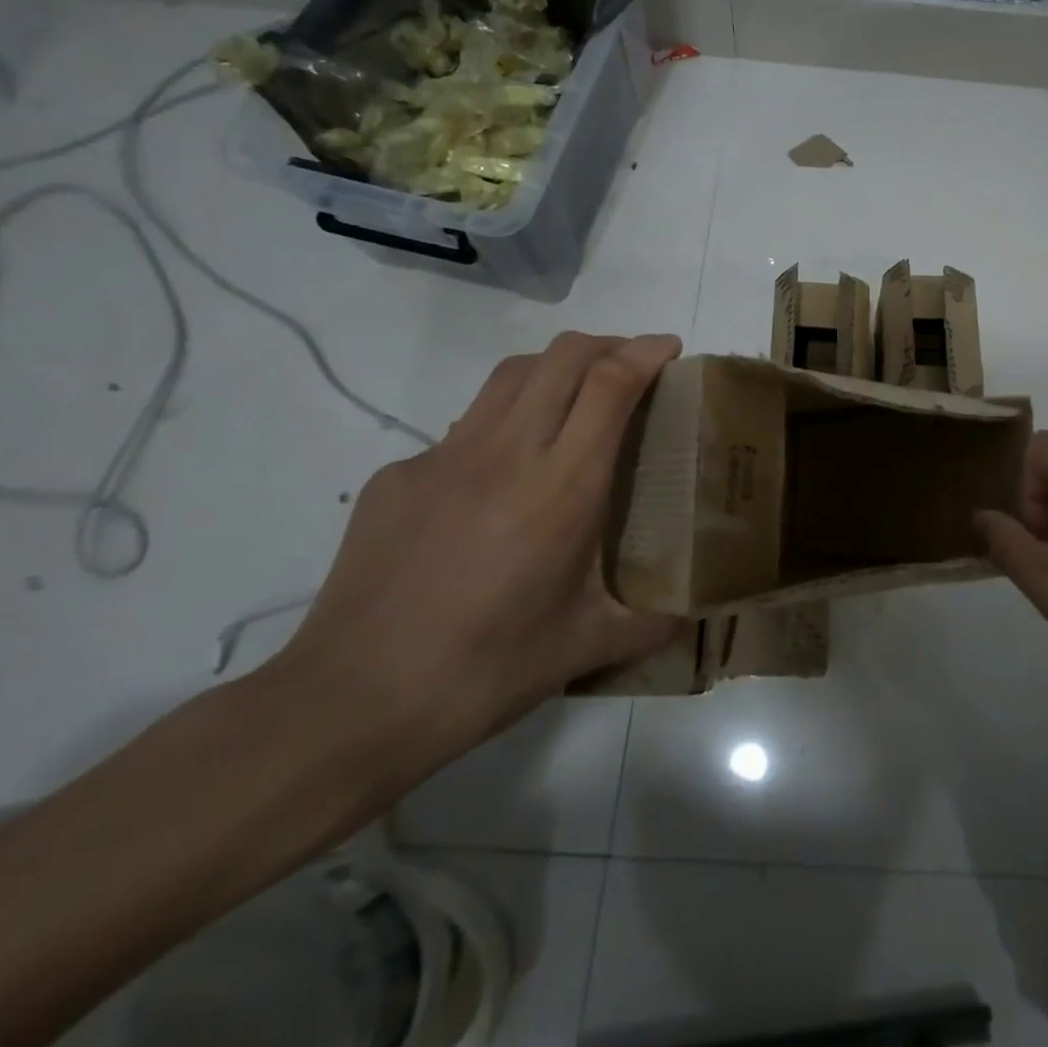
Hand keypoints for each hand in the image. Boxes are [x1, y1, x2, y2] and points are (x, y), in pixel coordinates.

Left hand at [269, 332, 684, 791]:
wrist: (352, 702)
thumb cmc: (485, 671)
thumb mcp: (584, 648)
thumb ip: (651, 623)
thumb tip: (695, 617)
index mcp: (562, 487)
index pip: (610, 384)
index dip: (645, 352)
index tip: (669, 348)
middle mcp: (506, 452)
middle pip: (561, 356)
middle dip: (606, 344)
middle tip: (631, 367)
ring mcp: (443, 457)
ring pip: (510, 376)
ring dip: (554, 368)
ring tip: (575, 398)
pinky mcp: (398, 476)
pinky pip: (463, 428)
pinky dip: (501, 426)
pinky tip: (499, 480)